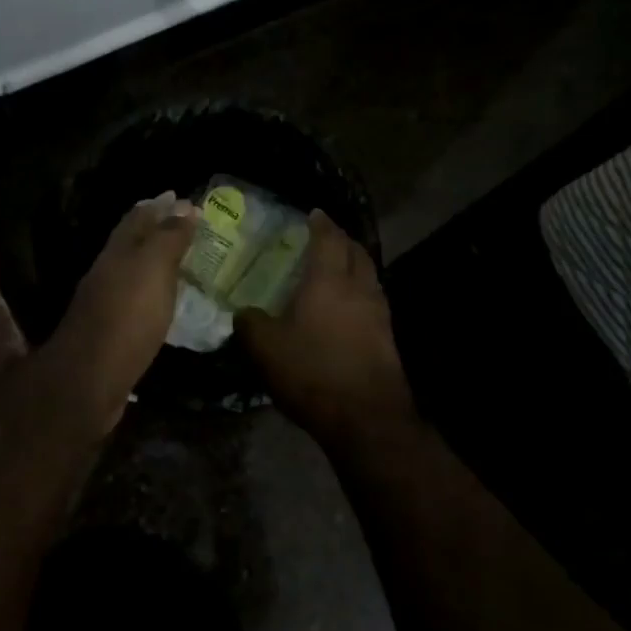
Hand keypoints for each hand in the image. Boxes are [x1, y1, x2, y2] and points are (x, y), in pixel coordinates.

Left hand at [49, 192, 195, 418]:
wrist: (90, 380)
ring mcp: (107, 303)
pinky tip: (165, 300)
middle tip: (184, 223)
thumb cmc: (127, 316)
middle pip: (132, 243)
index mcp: (118, 252)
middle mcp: (108, 272)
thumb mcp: (153, 269)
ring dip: (155, 261)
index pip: (138, 217)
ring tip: (180, 258)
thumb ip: (168, 237)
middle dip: (155, 229)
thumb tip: (184, 205)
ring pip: (133, 271)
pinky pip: (137, 301)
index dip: (159, 205)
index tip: (181, 196)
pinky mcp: (113, 333)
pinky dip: (153, 292)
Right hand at [236, 210, 414, 447]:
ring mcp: (379, 314)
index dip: (321, 224)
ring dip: (355, 265)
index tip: (314, 213)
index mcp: (329, 280)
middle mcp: (358, 288)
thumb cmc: (312, 371)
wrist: (366, 417)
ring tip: (338, 268)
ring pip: (369, 276)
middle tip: (327, 236)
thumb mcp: (265, 348)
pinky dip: (360, 292)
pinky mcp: (387, 338)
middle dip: (342, 239)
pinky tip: (347, 307)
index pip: (328, 239)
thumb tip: (243, 313)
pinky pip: (373, 301)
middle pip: (356, 252)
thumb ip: (250, 324)